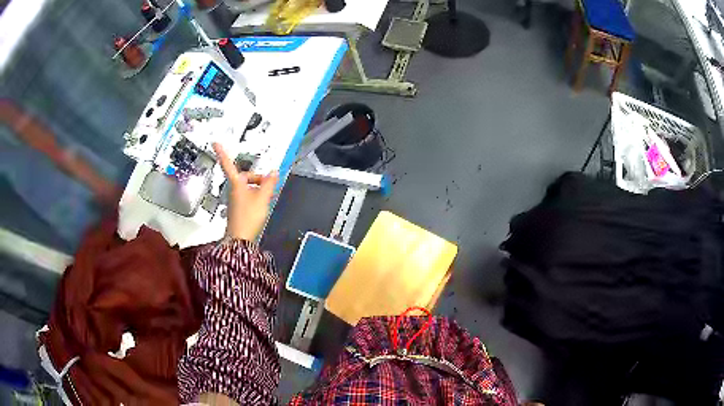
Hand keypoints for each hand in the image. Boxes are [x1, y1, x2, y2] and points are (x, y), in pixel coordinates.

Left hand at [213, 143, 278, 240]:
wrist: (240, 239)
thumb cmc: (249, 216)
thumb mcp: (263, 198)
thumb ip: (269, 183)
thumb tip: (274, 171)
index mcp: (236, 184)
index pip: (228, 164)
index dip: (222, 152)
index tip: (215, 142)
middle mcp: (234, 190)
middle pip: (244, 176)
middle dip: (257, 177)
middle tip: (269, 184)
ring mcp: (235, 200)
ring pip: (247, 187)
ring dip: (258, 188)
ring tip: (268, 196)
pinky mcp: (238, 208)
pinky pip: (248, 196)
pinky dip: (256, 196)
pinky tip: (263, 204)